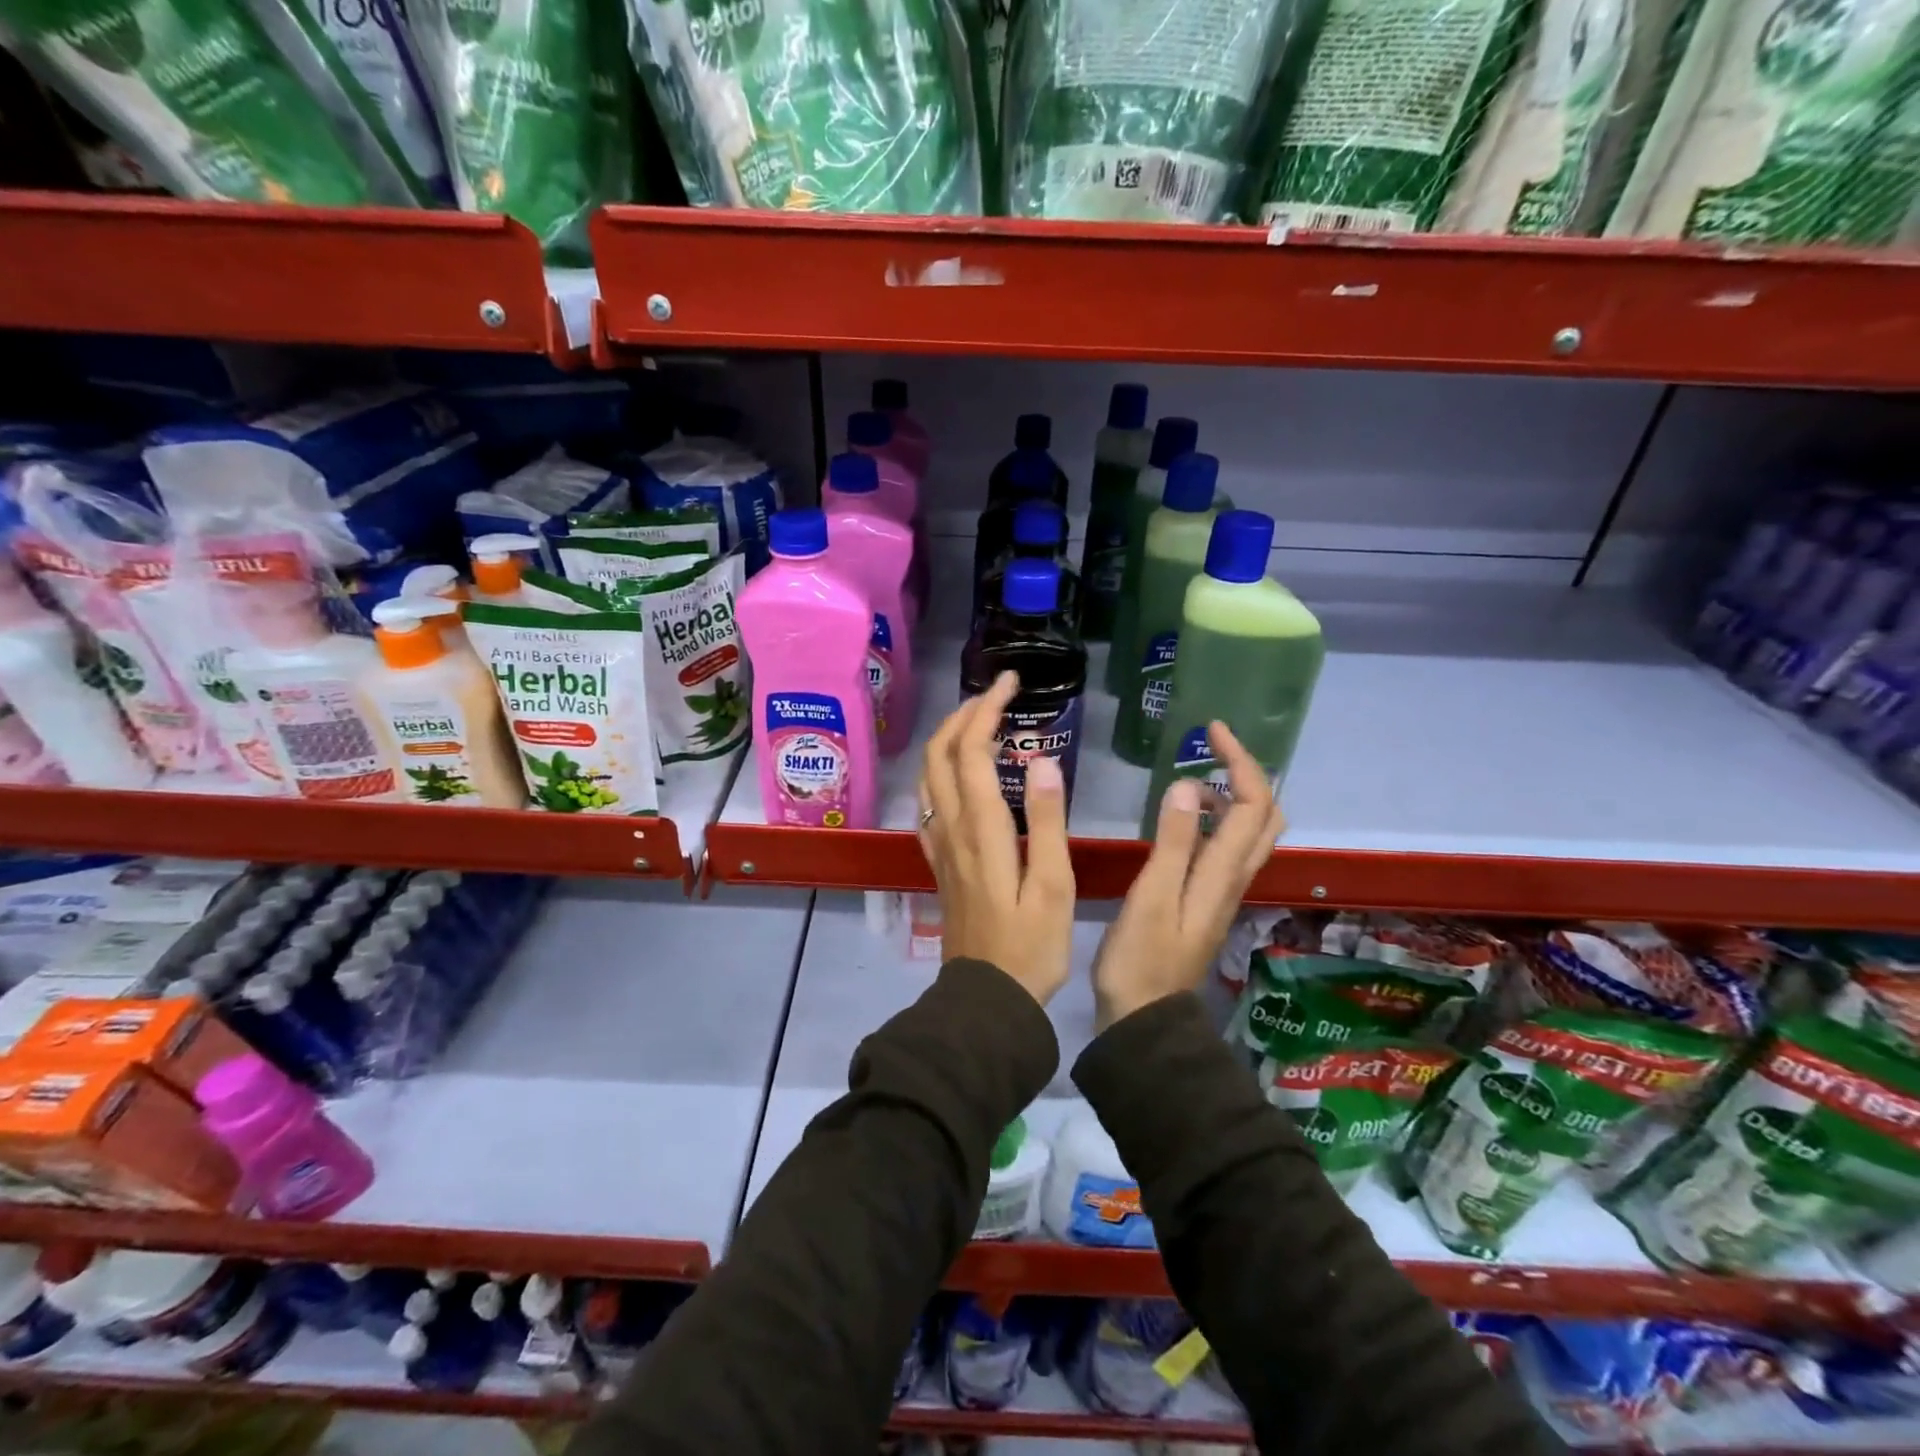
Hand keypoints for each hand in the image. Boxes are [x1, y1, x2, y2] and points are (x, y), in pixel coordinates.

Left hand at [918, 671, 1075, 1005]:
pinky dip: (940, 773)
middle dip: (963, 714)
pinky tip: (959, 775)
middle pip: (938, 755)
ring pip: (928, 776)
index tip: (1012, 684)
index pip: (971, 752)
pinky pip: (927, 804)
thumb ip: (1048, 822)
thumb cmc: (1030, 947)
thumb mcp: (1053, 886)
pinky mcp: (937, 863)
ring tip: (981, 724)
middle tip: (997, 696)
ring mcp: (938, 846)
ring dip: (948, 740)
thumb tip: (1042, 761)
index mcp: (981, 830)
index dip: (987, 710)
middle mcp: (951, 829)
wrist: (986, 999)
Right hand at [1094, 721, 1284, 1029]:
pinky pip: (1230, 850)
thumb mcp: (1153, 896)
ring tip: (1196, 780)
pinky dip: (1220, 822)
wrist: (1145, 1019)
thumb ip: (1174, 842)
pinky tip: (1186, 822)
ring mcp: (1223, 892)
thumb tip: (1193, 786)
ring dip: (1235, 797)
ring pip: (1251, 834)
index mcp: (1223, 872)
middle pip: (1266, 817)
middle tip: (1212, 751)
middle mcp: (1233, 878)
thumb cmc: (1141, 958)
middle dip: (1247, 774)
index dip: (1240, 761)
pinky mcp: (1208, 901)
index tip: (1212, 731)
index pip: (1253, 804)